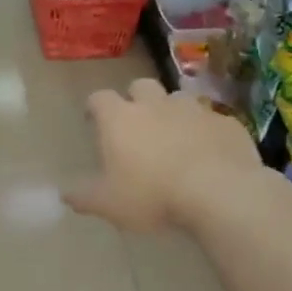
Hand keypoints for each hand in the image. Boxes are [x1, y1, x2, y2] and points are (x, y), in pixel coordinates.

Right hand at [66, 79, 265, 232]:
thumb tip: (65, 195)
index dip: (94, 107)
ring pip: (178, 99)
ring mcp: (194, 109)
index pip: (99, 98)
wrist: (220, 193)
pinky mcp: (226, 123)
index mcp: (120, 119)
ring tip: (174, 136)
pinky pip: (211, 120)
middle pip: (140, 86)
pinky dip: (204, 131)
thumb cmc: (152, 195)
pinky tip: (207, 152)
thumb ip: (84, 197)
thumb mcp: (108, 204)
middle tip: (136, 123)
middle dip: (136, 99)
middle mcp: (155, 104)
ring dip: (172, 112)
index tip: (93, 120)